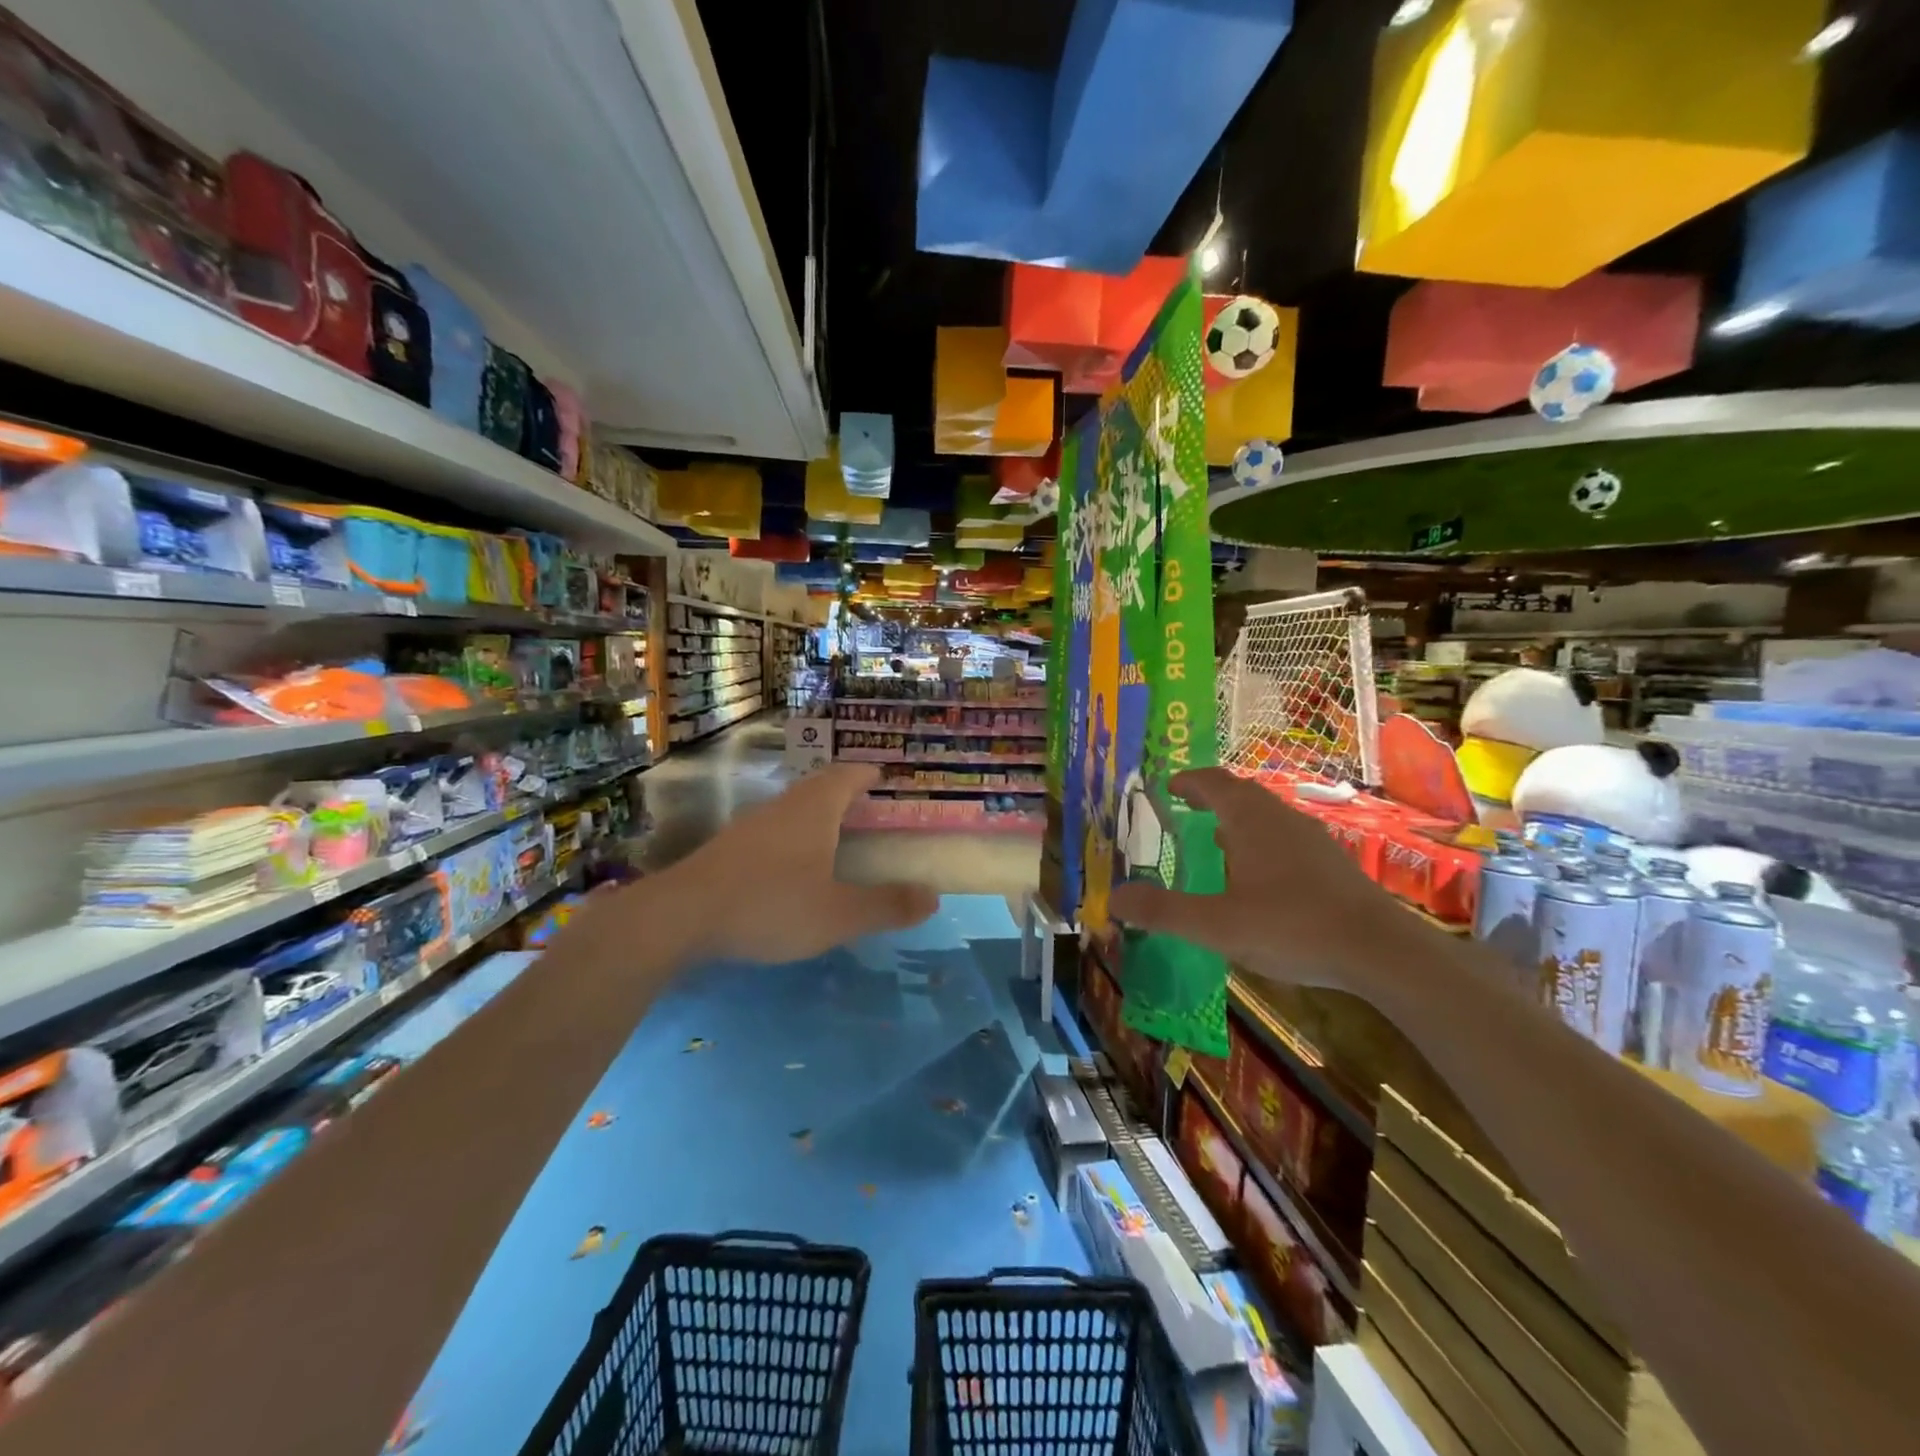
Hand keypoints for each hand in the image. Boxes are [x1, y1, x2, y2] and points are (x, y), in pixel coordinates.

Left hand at [655, 763, 937, 962]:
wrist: (681, 916)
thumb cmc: (770, 906)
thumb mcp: (838, 914)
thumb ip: (886, 905)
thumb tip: (933, 896)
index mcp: (815, 810)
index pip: (847, 776)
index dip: (868, 773)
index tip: (884, 775)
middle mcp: (784, 807)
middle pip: (820, 786)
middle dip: (846, 791)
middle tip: (869, 806)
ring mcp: (752, 825)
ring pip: (793, 807)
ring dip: (818, 813)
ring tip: (837, 834)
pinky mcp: (729, 847)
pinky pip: (774, 828)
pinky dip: (794, 835)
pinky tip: (794, 864)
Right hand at [1108, 768, 1408, 996]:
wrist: (1379, 950)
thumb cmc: (1291, 926)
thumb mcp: (1216, 925)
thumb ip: (1163, 911)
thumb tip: (1114, 898)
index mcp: (1249, 819)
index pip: (1212, 782)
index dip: (1187, 782)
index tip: (1168, 787)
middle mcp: (1280, 817)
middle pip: (1240, 793)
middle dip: (1210, 798)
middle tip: (1185, 810)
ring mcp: (1311, 837)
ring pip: (1266, 816)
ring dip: (1237, 820)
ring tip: (1216, 842)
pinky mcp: (1332, 862)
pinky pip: (1285, 837)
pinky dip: (1260, 842)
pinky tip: (1258, 877)